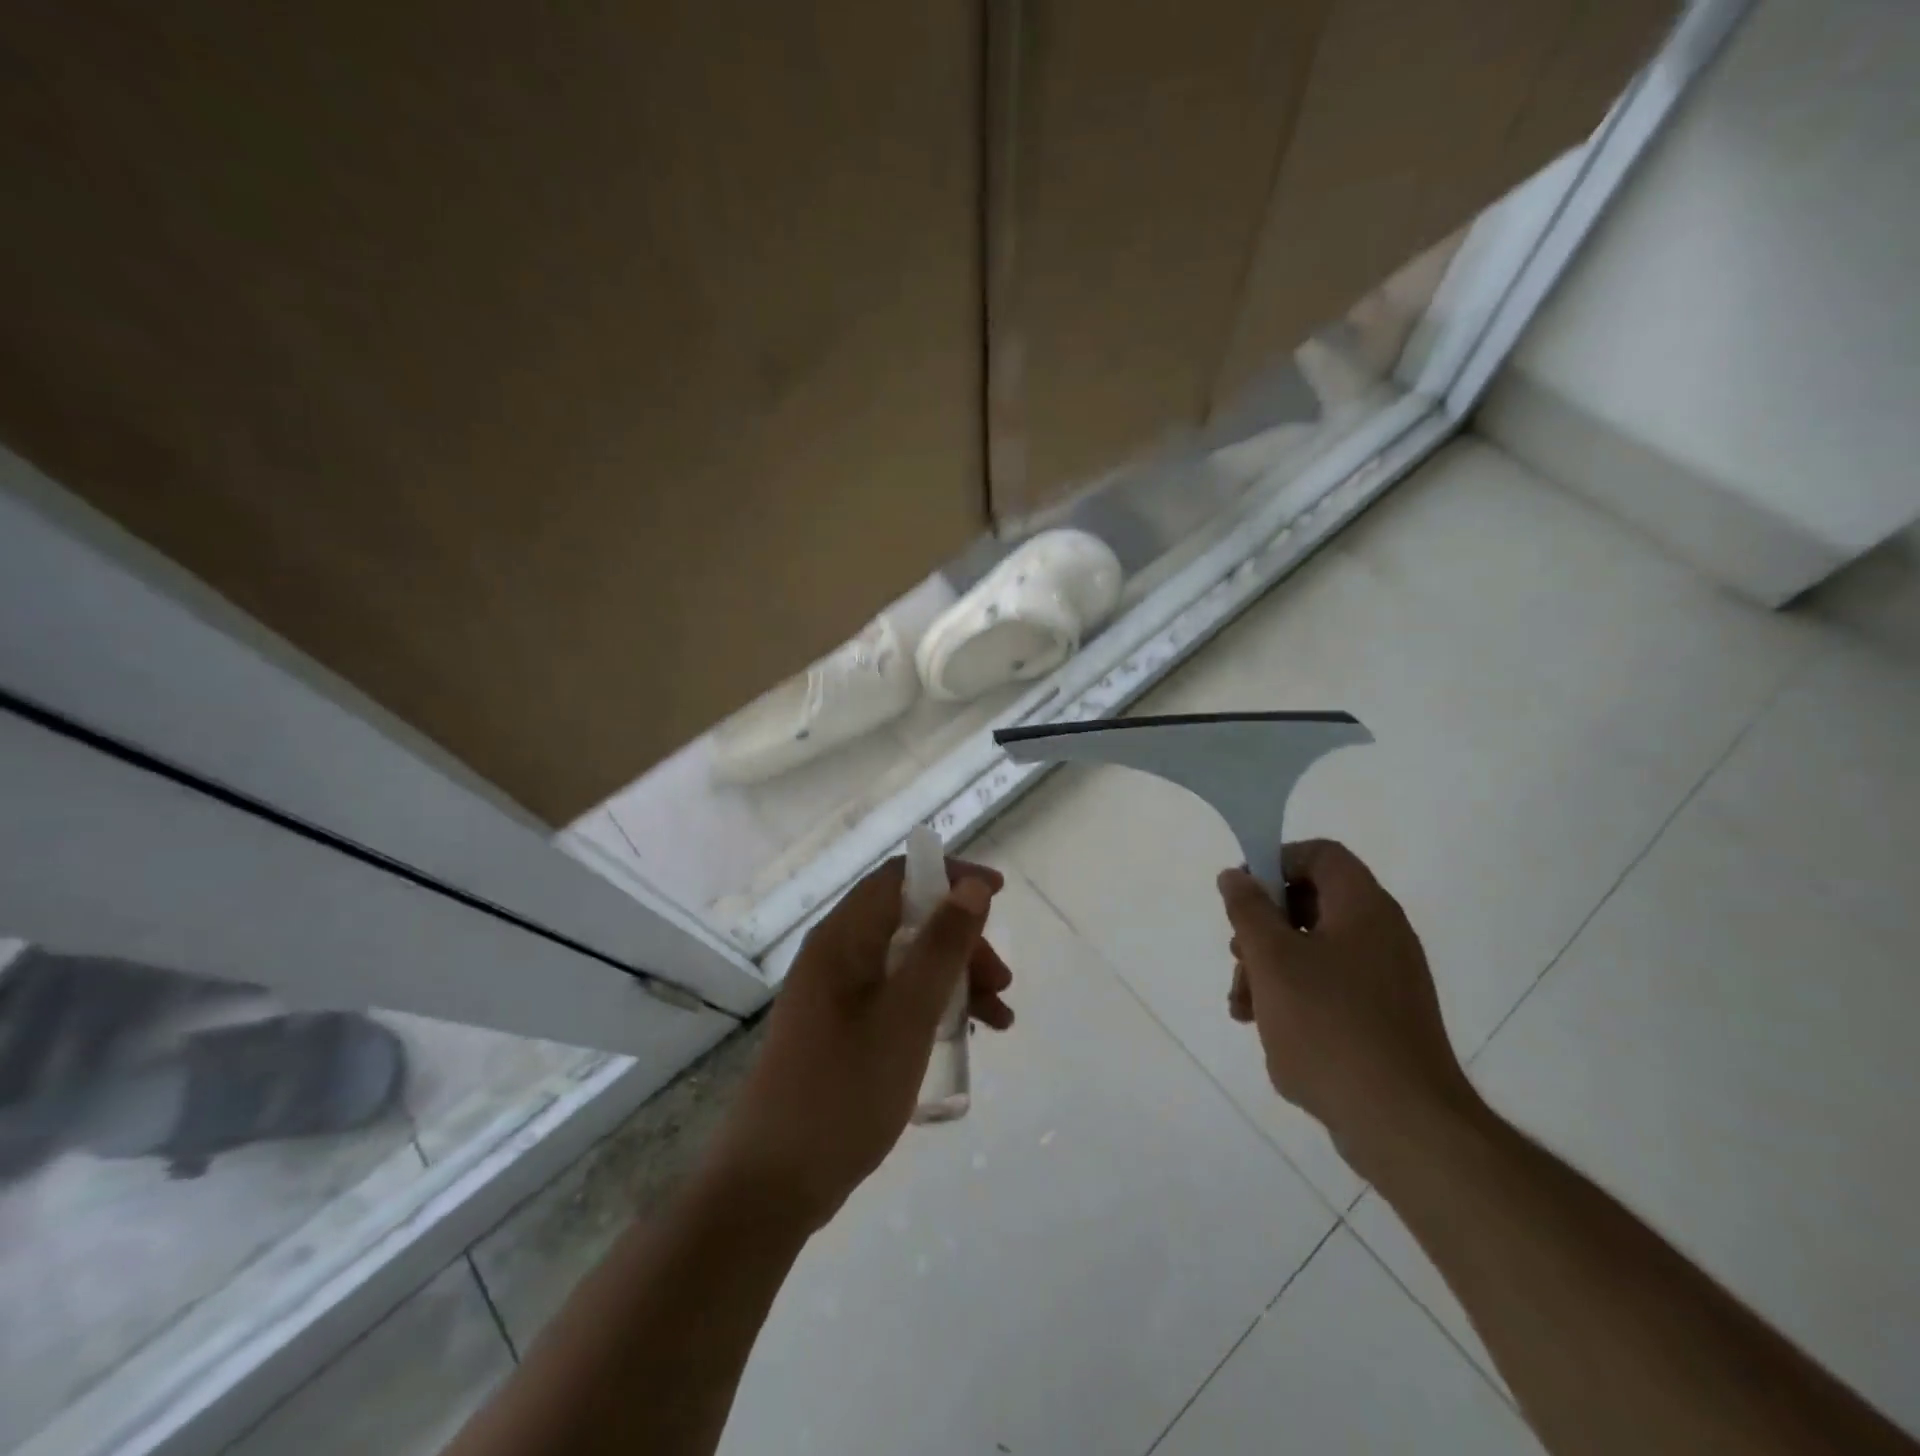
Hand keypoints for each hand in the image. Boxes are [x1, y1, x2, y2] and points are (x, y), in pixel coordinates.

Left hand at [708, 855, 1014, 1232]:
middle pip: (909, 920)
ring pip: (907, 962)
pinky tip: (965, 1035)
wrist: (773, 1184)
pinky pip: (895, 997)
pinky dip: (932, 1006)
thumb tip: (971, 886)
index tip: (996, 896)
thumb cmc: (844, 1089)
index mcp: (843, 938)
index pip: (900, 877)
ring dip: (955, 978)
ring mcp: (835, 994)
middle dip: (961, 942)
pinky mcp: (839, 1030)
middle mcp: (836, 955)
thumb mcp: (907, 1014)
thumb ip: (942, 946)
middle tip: (1001, 983)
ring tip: (1000, 1019)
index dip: (951, 876)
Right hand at [1219, 840, 1478, 1169]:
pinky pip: (1331, 986)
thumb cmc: (1329, 1026)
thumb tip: (1235, 876)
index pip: (1319, 855)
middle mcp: (1382, 934)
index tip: (1242, 897)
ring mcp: (1387, 978)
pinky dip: (1295, 995)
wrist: (1403, 1124)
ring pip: (1314, 949)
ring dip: (1271, 968)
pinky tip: (1269, 1028)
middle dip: (1263, 928)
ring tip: (1243, 1007)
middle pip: (1311, 903)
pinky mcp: (1385, 1017)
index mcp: (1363, 908)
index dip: (1275, 862)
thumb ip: (1249, 910)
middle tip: (1238, 958)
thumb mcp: (1272, 959)